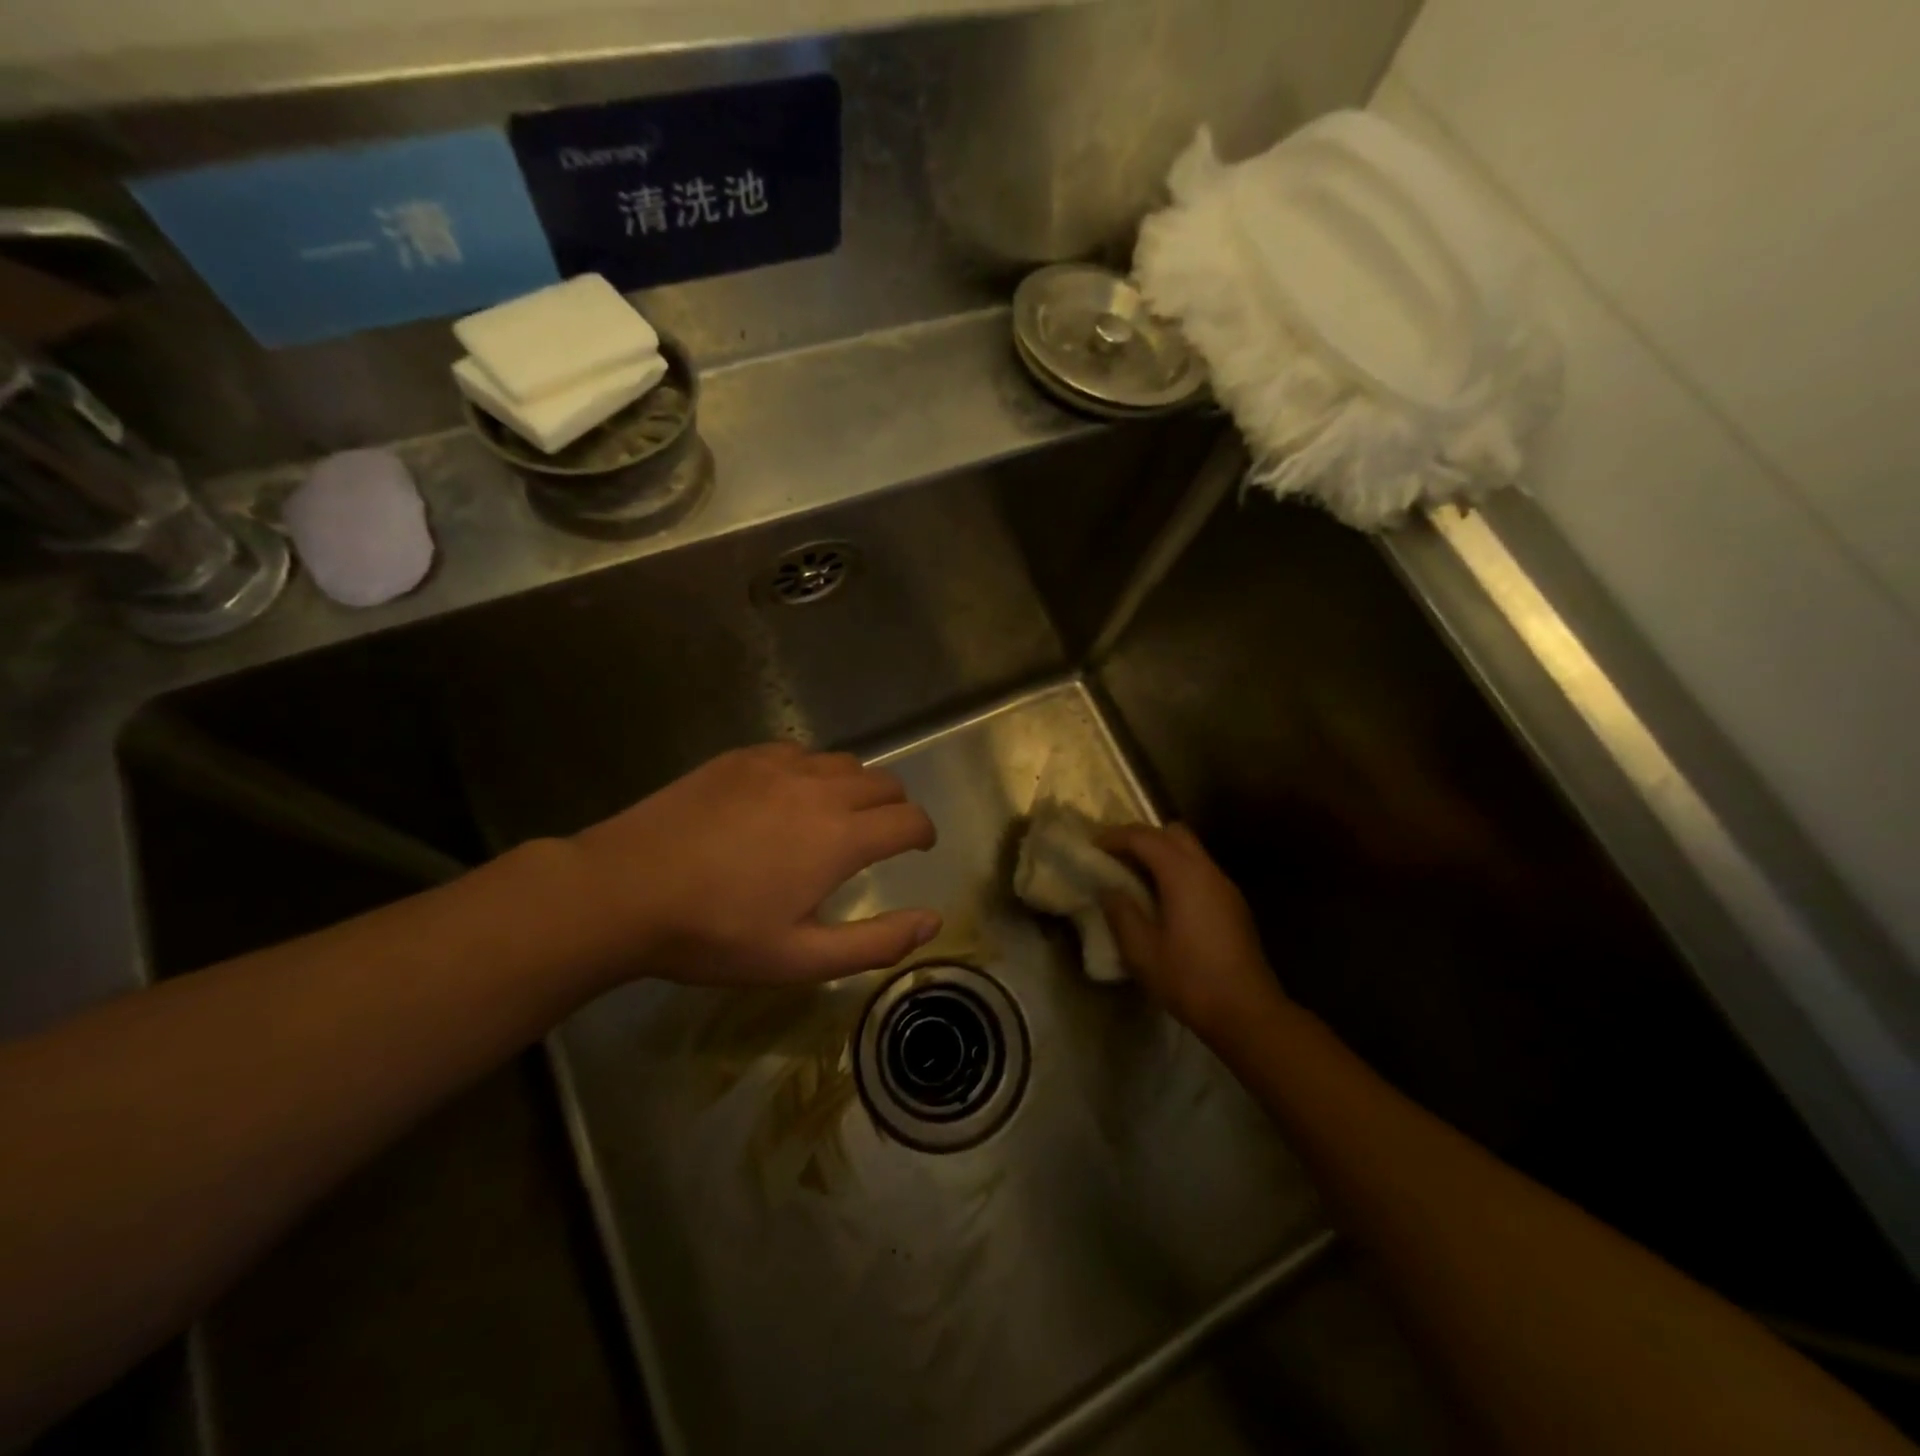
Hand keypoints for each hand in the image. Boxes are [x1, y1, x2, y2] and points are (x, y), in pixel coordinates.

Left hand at [565, 743, 940, 987]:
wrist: (623, 890)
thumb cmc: (715, 934)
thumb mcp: (799, 958)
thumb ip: (876, 942)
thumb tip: (933, 921)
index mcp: (839, 838)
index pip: (909, 820)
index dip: (923, 834)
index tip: (918, 848)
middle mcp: (819, 790)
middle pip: (885, 782)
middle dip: (895, 809)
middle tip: (880, 838)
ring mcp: (778, 766)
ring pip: (844, 762)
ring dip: (857, 787)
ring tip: (836, 816)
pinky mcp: (742, 757)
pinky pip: (799, 752)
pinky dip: (813, 771)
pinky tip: (787, 797)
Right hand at [1099, 824, 1284, 1036]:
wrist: (1247, 1013)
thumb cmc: (1189, 980)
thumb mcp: (1142, 951)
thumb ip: (1121, 913)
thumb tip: (1108, 889)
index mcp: (1183, 875)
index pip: (1144, 837)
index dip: (1115, 837)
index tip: (1091, 846)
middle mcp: (1207, 871)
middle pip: (1173, 833)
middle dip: (1141, 837)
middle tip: (1115, 856)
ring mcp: (1225, 886)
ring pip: (1190, 850)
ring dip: (1161, 853)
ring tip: (1134, 876)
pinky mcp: (1233, 904)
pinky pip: (1200, 870)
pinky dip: (1176, 869)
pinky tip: (1162, 898)